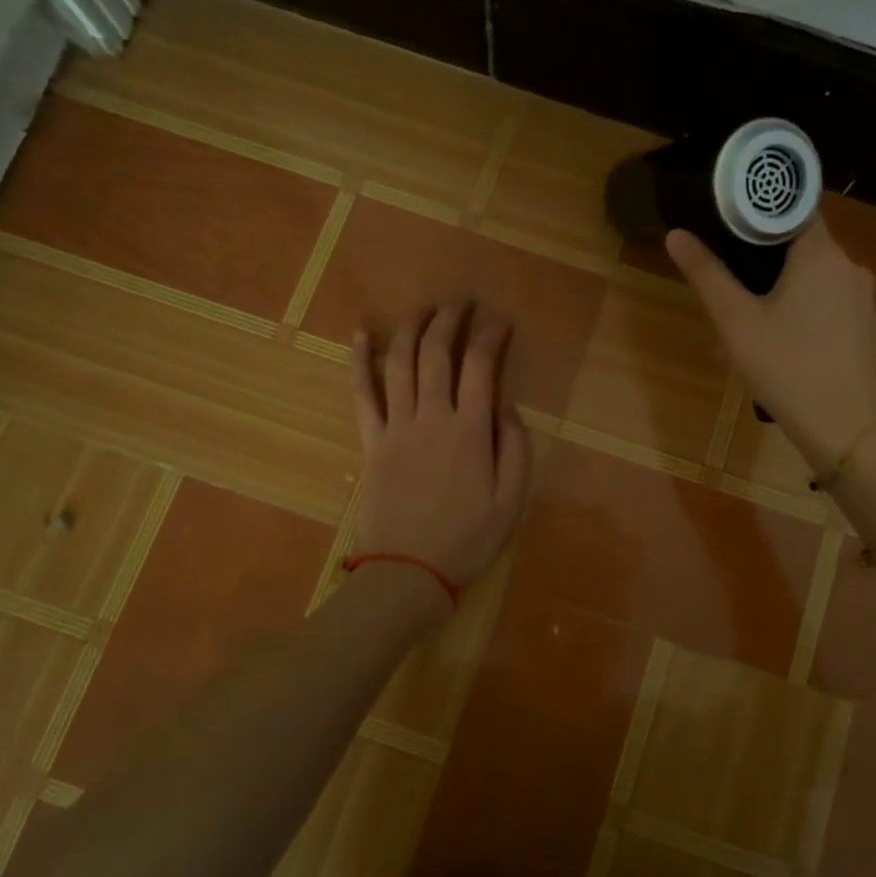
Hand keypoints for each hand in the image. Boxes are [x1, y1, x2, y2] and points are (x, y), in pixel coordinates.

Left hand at [350, 302, 530, 599]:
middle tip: (462, 303)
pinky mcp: (372, 442)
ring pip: (400, 363)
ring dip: (411, 328)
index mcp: (470, 431)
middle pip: (437, 353)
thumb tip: (506, 408)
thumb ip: (516, 449)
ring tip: (424, 308)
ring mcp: (396, 426)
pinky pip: (362, 394)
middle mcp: (432, 417)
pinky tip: (361, 335)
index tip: (501, 322)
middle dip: (450, 320)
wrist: (408, 573)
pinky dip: (359, 361)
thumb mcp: (511, 501)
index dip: (491, 335)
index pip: (480, 366)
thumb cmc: (467, 540)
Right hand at [666, 218, 875, 467]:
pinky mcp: (866, 326)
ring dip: (780, 290)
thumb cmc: (785, 367)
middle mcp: (850, 266)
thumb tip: (675, 235)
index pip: (793, 209)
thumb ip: (706, 274)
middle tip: (730, 285)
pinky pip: (828, 304)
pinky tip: (778, 343)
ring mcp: (863, 298)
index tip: (729, 224)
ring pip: (814, 279)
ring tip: (746, 321)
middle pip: (801, 246)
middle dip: (763, 261)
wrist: (843, 429)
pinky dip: (802, 311)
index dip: (760, 212)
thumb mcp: (735, 321)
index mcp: (821, 254)